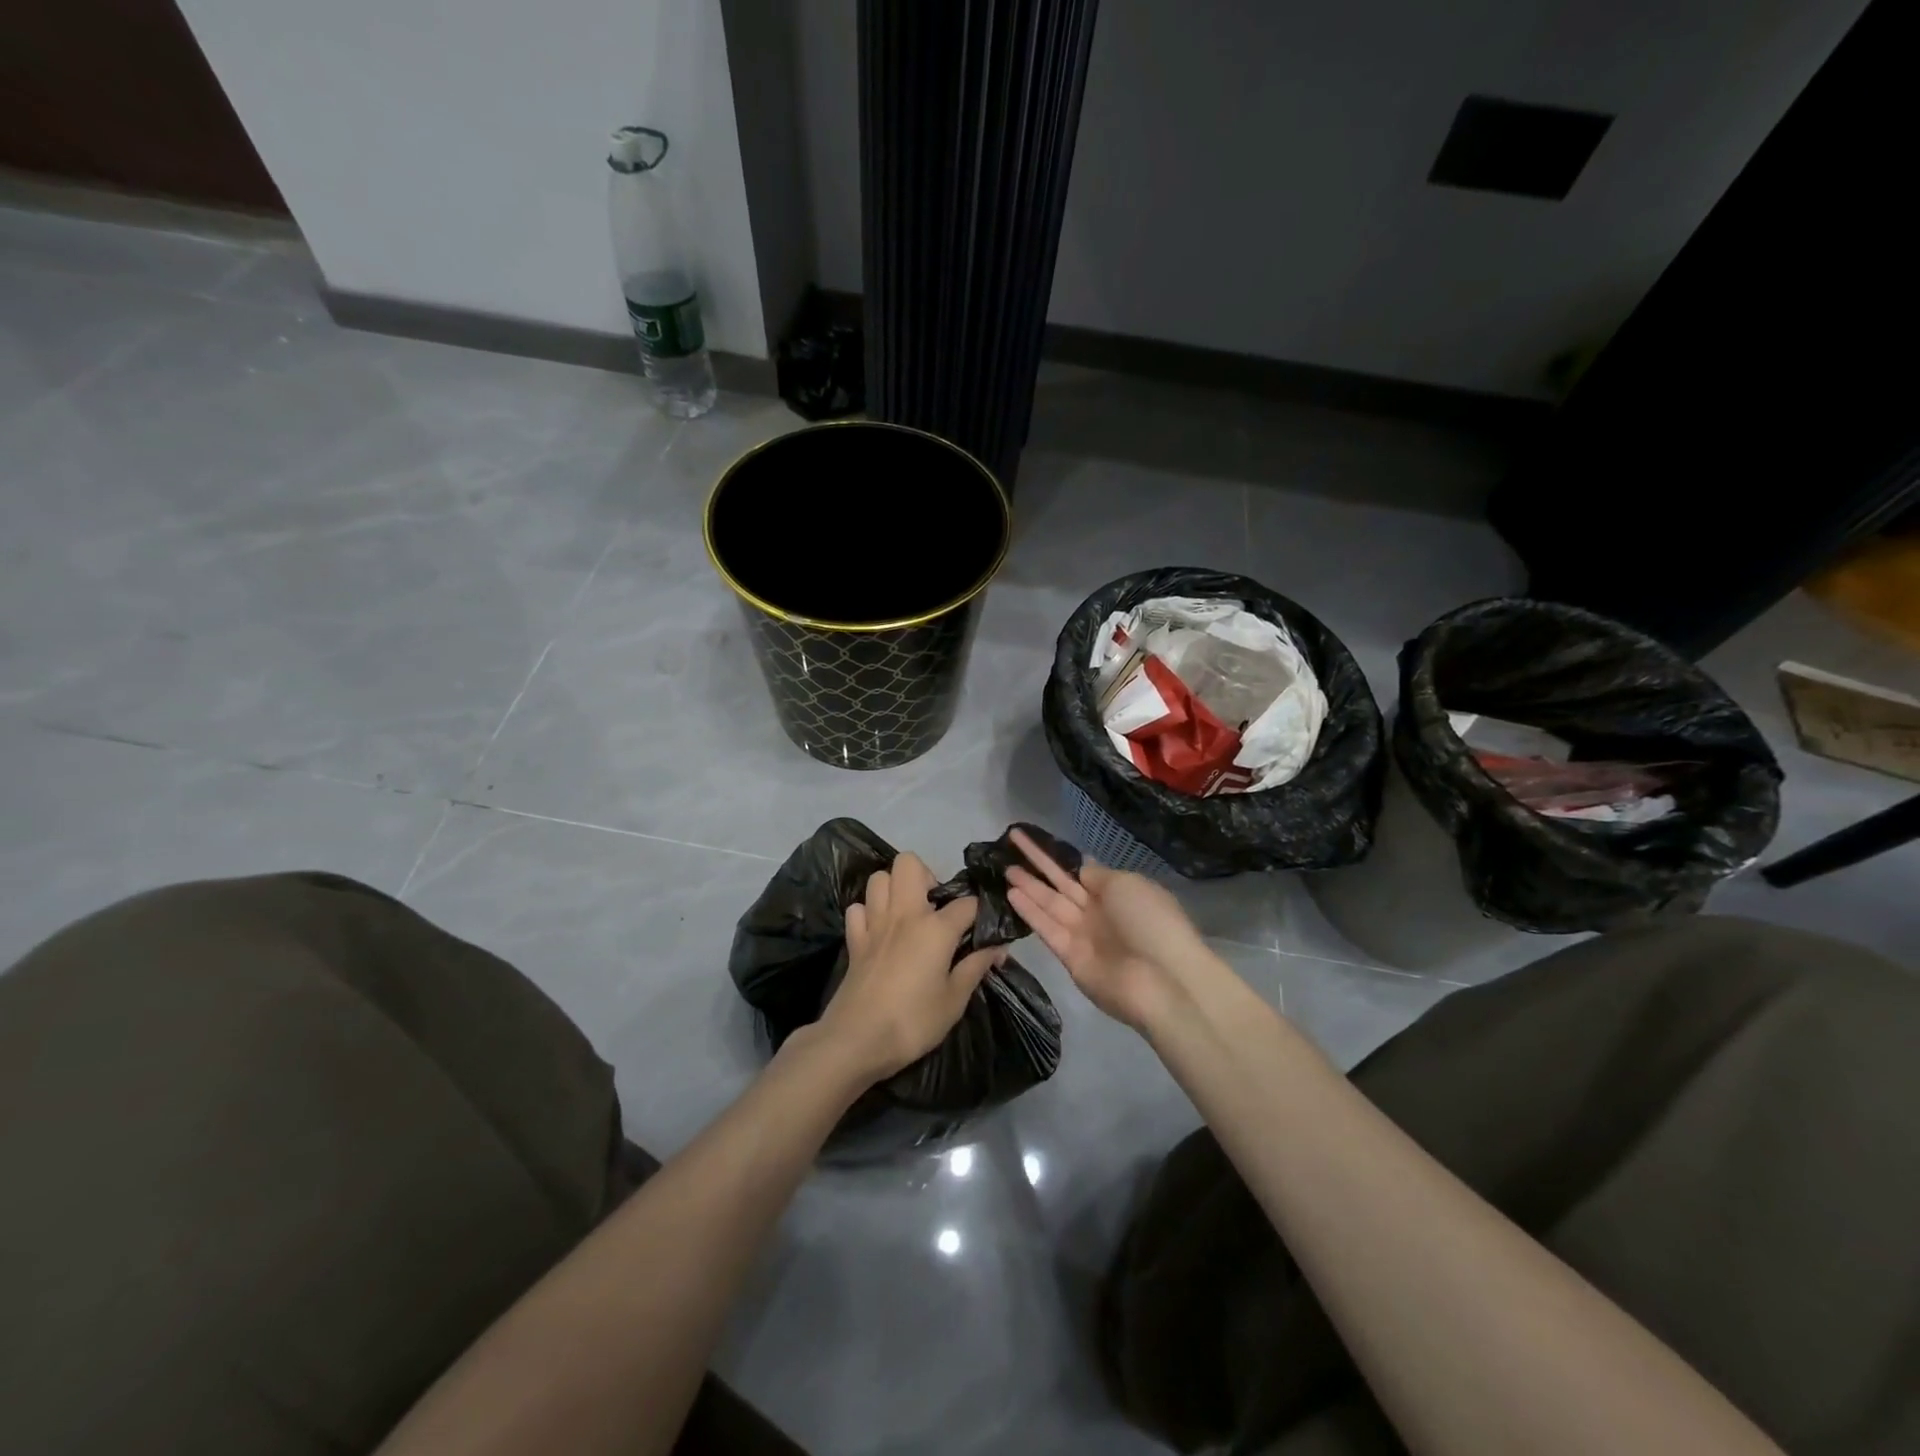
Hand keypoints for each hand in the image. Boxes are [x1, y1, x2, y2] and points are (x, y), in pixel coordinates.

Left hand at [815, 852, 1004, 1082]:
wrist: (857, 1040)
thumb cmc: (913, 1021)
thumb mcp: (955, 1000)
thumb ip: (976, 967)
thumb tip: (997, 947)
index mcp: (935, 928)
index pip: (967, 903)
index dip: (981, 914)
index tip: (986, 933)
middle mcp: (904, 914)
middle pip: (910, 863)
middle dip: (927, 876)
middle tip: (936, 908)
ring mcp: (874, 923)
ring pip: (879, 878)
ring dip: (895, 888)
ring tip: (908, 914)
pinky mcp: (854, 939)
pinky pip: (858, 908)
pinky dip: (868, 912)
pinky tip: (879, 931)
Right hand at [1006, 828, 1212, 1030]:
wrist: (1163, 980)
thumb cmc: (1150, 922)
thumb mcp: (1127, 885)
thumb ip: (1098, 876)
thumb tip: (1082, 869)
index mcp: (1117, 892)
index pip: (1081, 871)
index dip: (1060, 857)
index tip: (1036, 841)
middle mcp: (1098, 912)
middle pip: (1061, 884)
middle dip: (1037, 864)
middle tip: (1012, 842)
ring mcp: (1083, 935)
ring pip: (1050, 904)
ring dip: (1028, 886)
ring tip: (1004, 867)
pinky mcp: (1070, 958)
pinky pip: (1047, 929)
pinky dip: (1030, 912)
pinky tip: (1010, 893)